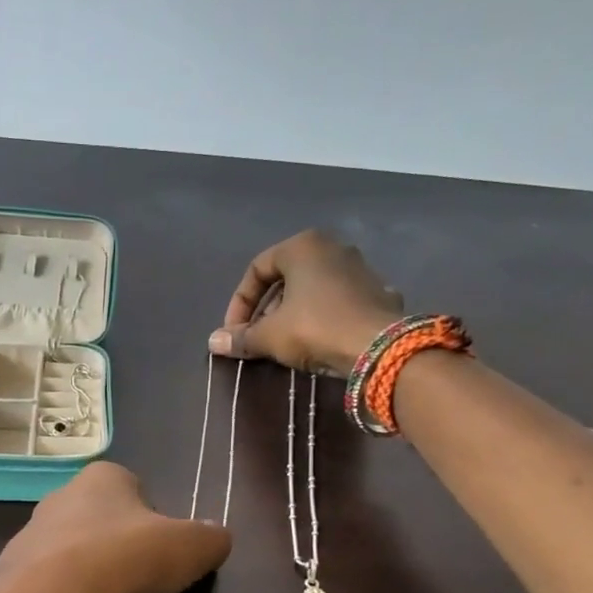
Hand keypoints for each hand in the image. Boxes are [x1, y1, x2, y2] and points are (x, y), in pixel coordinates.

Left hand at [0, 463, 231, 592]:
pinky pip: (52, 587)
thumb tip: (216, 538)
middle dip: (121, 548)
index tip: (164, 552)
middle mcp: (61, 497)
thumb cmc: (125, 560)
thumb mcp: (191, 548)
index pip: (135, 487)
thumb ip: (210, 539)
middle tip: (141, 581)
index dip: (154, 520)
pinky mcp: (13, 575)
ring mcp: (31, 536)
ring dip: (93, 576)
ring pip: (74, 554)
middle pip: (102, 521)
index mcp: (103, 478)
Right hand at [209, 229, 404, 377]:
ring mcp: (359, 269)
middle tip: (256, 338)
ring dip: (291, 314)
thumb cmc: (315, 328)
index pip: (257, 269)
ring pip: (312, 289)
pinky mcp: (376, 292)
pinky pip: (336, 302)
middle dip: (265, 310)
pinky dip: (320, 318)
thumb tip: (213, 343)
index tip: (234, 332)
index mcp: (302, 246)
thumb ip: (242, 337)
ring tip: (283, 343)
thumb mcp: (270, 336)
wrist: (379, 347)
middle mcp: (332, 248)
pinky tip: (316, 342)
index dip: (239, 303)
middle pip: (285, 278)